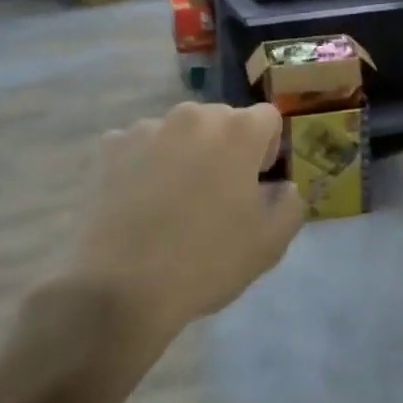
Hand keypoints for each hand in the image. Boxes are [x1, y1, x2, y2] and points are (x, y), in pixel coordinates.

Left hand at [74, 102, 301, 343]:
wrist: (119, 288)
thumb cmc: (205, 262)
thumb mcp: (269, 244)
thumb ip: (290, 204)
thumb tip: (282, 187)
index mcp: (238, 131)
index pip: (268, 118)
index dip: (268, 148)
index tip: (255, 183)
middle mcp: (194, 115)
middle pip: (222, 120)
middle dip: (226, 148)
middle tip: (216, 196)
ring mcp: (148, 127)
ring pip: (180, 132)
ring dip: (185, 153)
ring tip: (172, 201)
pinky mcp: (112, 146)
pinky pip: (141, 145)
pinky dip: (145, 164)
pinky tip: (139, 202)